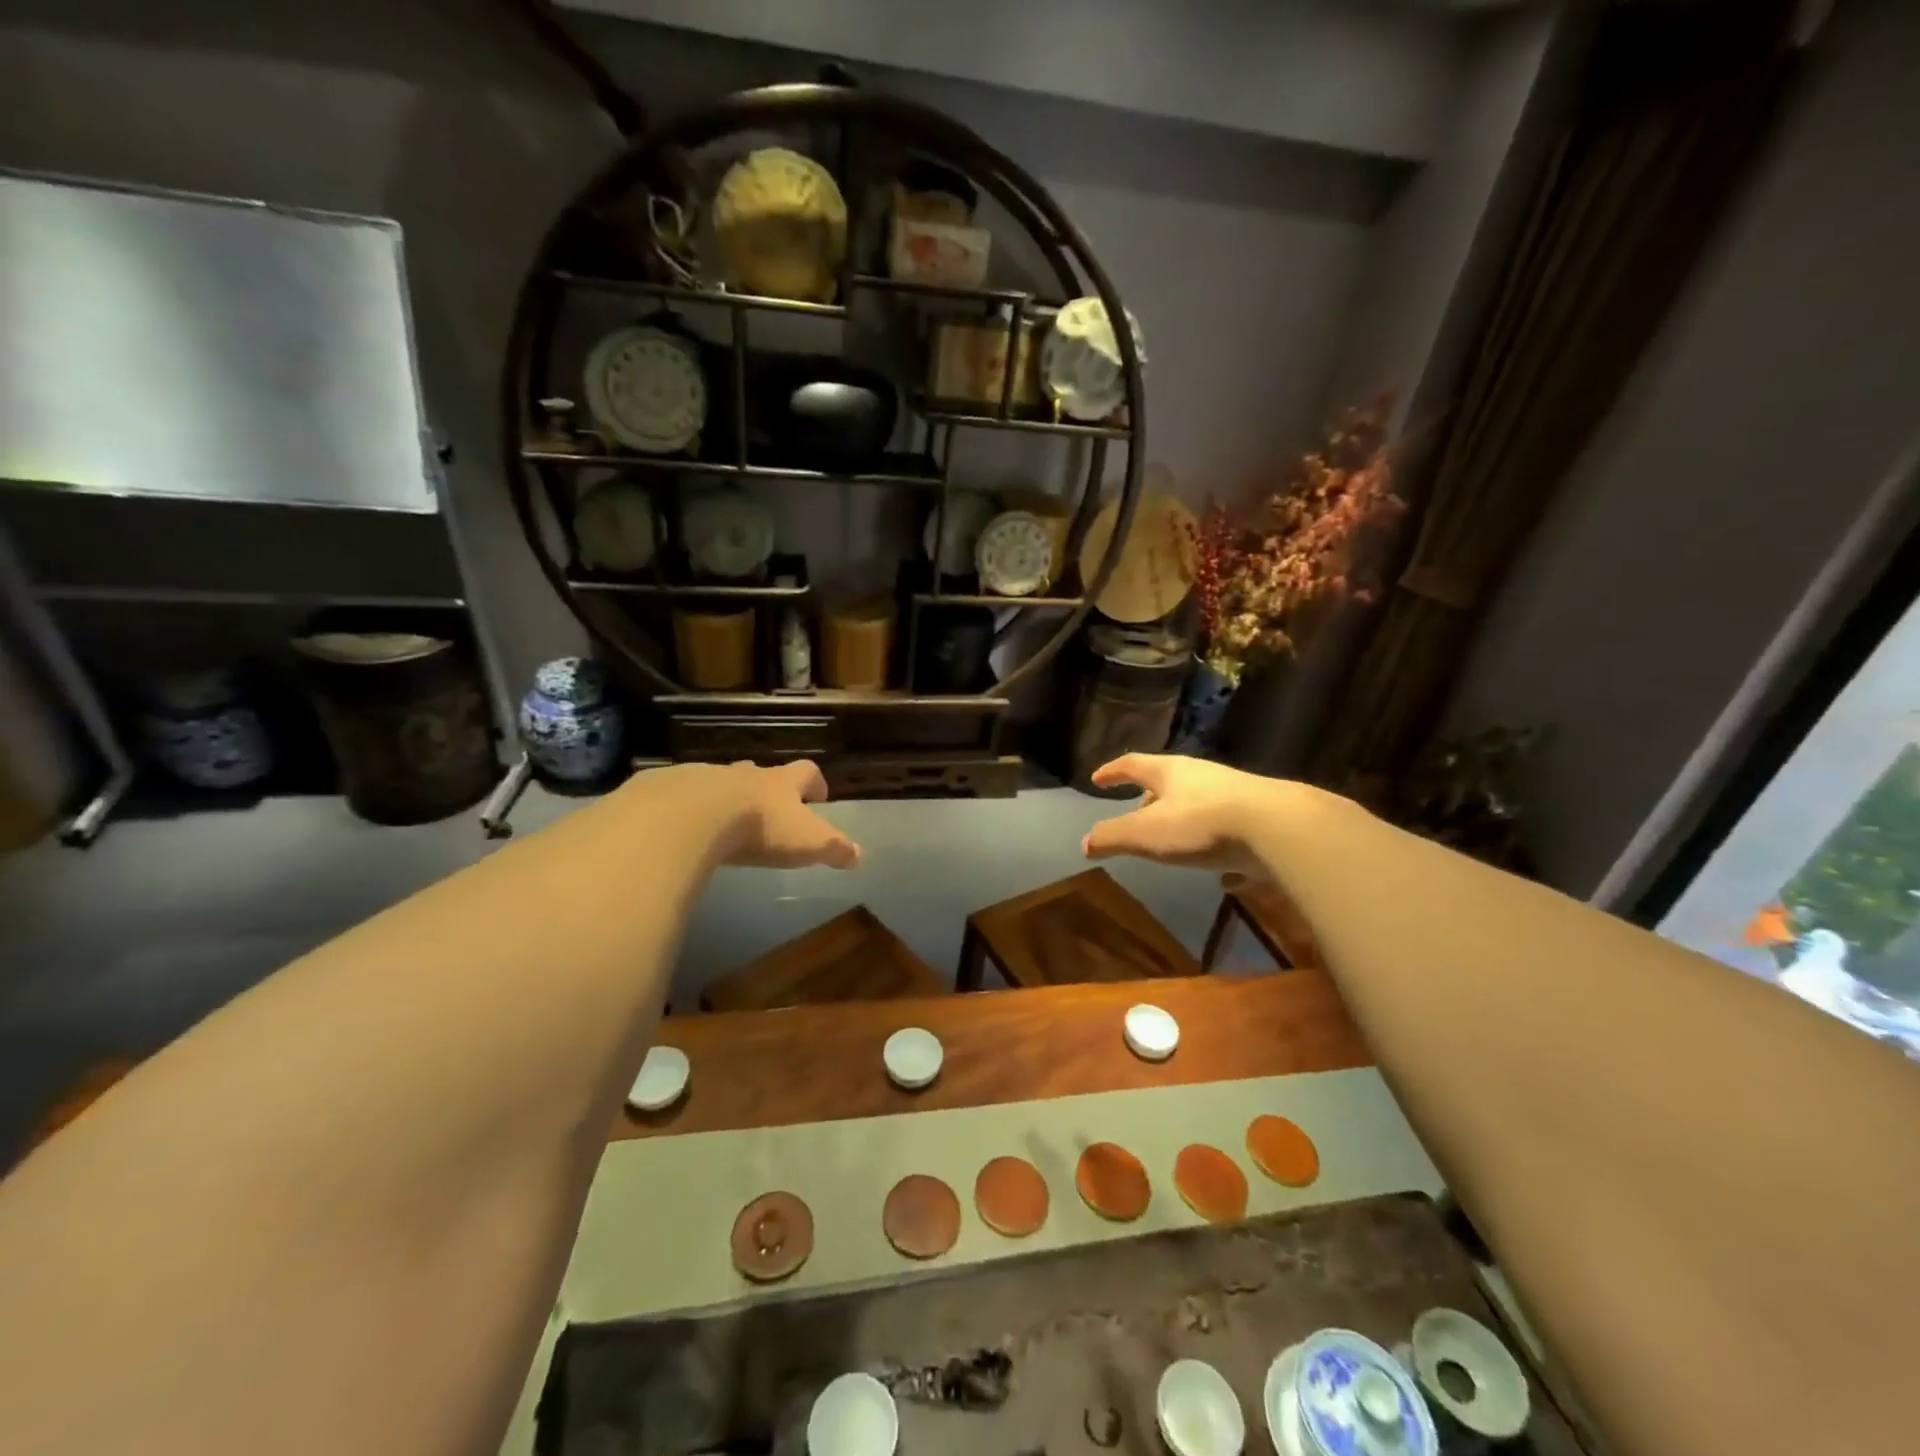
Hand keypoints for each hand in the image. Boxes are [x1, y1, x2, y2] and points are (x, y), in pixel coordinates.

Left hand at [638, 760, 861, 869]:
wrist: (692, 815)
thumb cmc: (760, 827)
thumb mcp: (807, 842)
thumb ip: (834, 848)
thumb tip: (860, 855)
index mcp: (780, 783)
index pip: (806, 772)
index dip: (815, 783)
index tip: (819, 796)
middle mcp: (746, 774)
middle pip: (761, 773)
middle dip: (768, 789)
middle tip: (771, 809)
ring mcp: (707, 778)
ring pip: (722, 782)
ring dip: (728, 797)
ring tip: (726, 821)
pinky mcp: (672, 789)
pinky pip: (684, 795)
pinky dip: (690, 808)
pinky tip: (686, 828)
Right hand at [1081, 754, 1274, 878]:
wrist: (1279, 828)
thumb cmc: (1201, 824)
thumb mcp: (1146, 833)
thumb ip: (1114, 837)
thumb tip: (1085, 843)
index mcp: (1171, 772)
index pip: (1134, 764)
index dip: (1113, 771)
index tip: (1097, 778)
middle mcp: (1203, 776)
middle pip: (1169, 782)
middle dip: (1149, 798)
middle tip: (1136, 813)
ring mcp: (1236, 796)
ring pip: (1201, 805)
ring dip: (1183, 821)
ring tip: (1175, 842)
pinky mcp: (1262, 820)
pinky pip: (1231, 834)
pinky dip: (1219, 849)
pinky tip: (1223, 876)